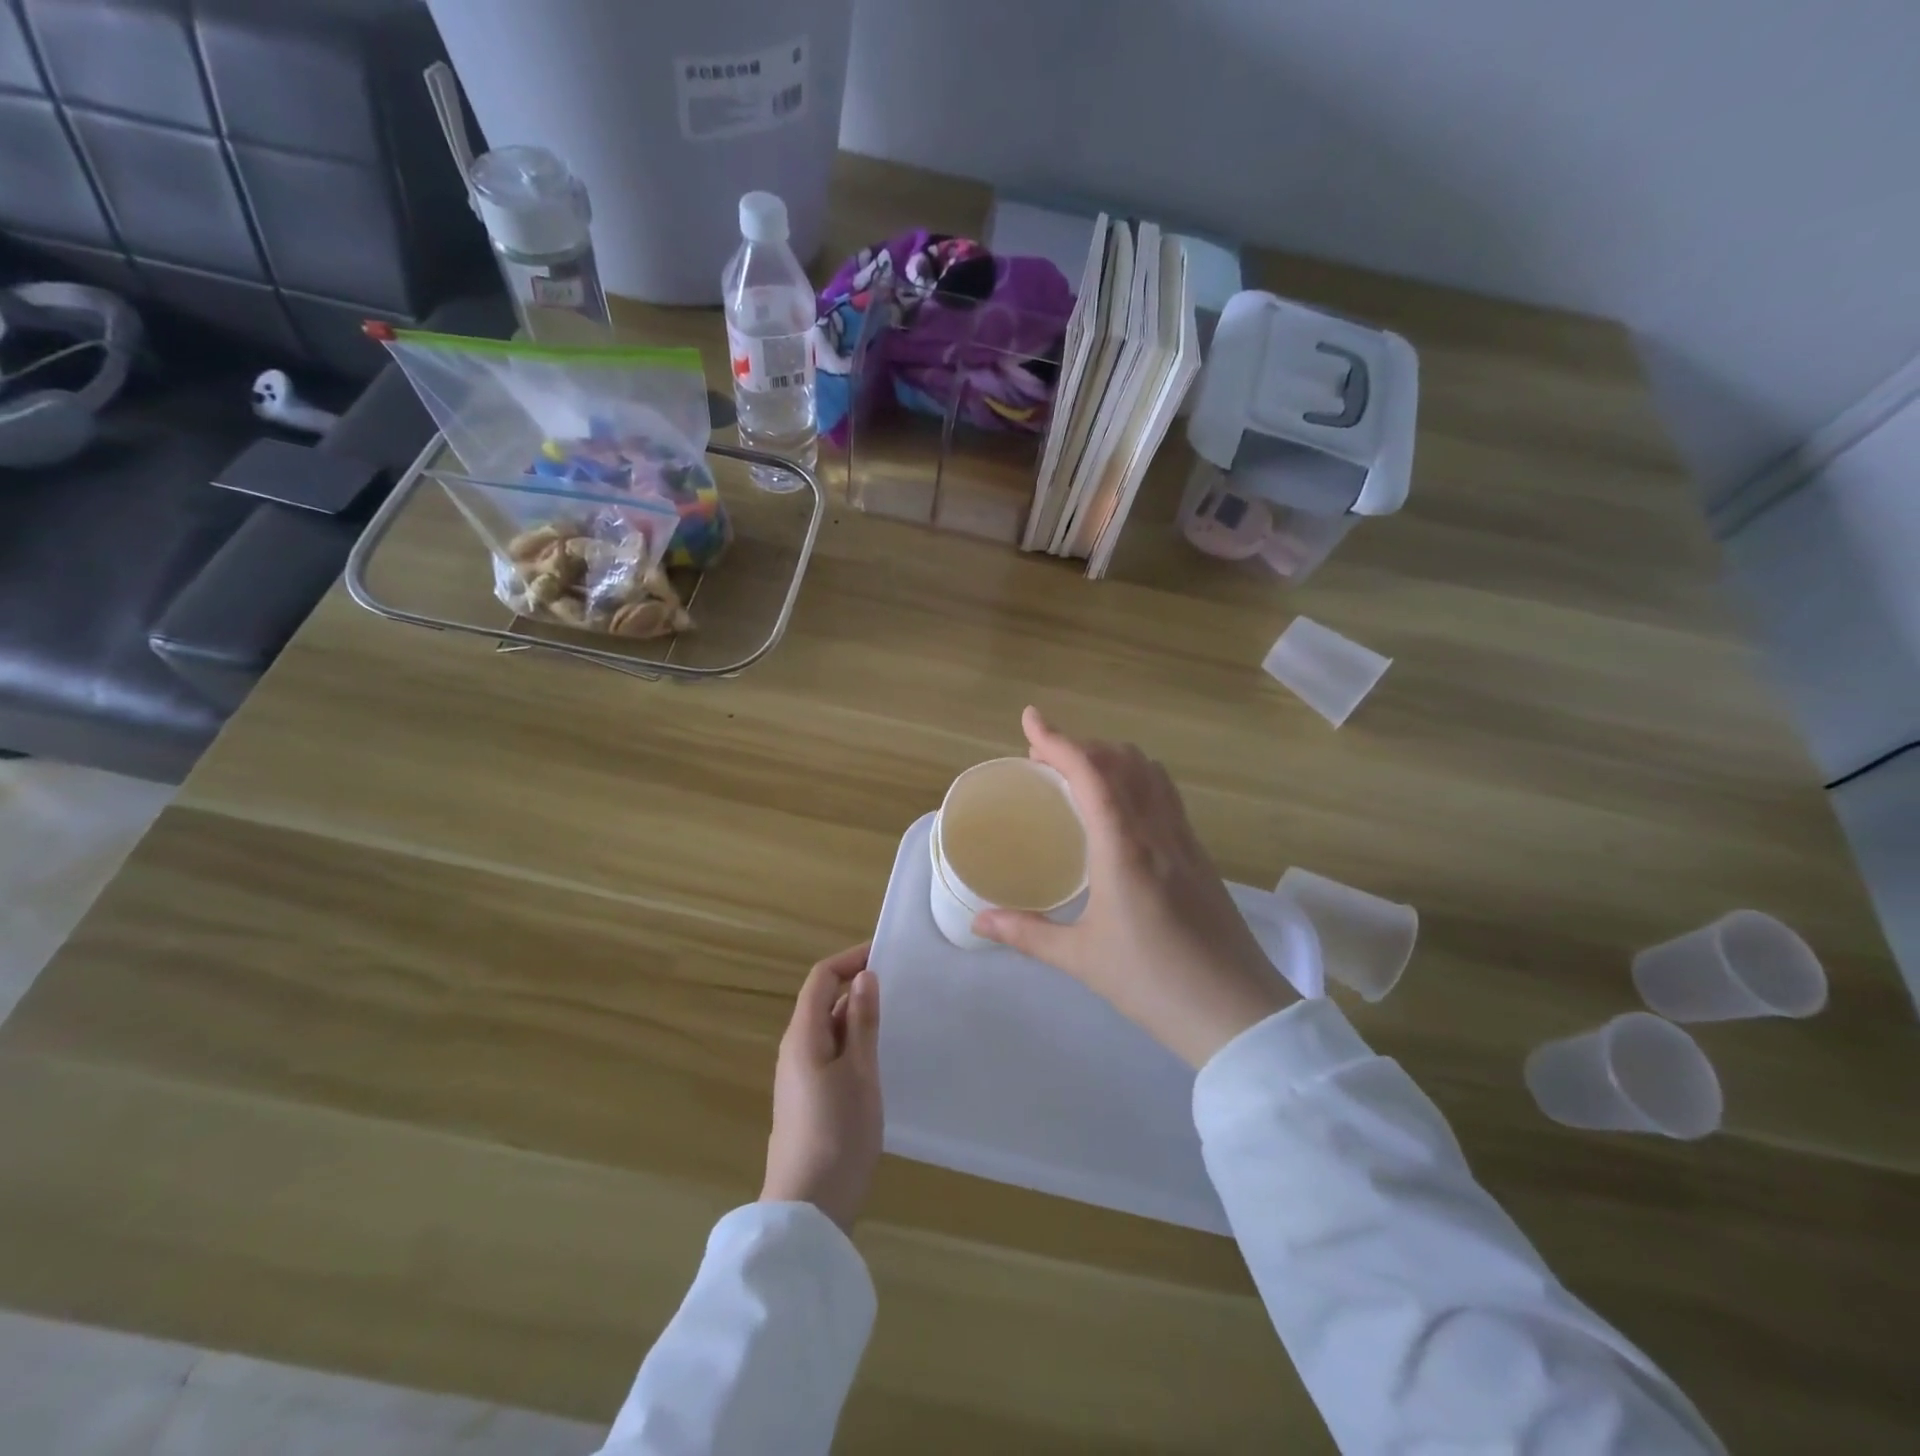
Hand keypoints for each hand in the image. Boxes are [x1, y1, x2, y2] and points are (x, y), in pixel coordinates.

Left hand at [760, 943, 882, 1231]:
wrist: (808, 1210)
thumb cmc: (837, 1133)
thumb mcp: (860, 1072)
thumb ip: (861, 1022)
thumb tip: (864, 976)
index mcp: (803, 1035)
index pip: (821, 978)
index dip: (850, 959)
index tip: (886, 955)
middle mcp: (795, 1049)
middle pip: (822, 1001)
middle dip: (856, 987)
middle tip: (900, 986)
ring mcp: (798, 1077)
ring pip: (827, 1029)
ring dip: (856, 1017)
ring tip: (895, 1018)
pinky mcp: (807, 1100)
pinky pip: (829, 1054)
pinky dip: (852, 1043)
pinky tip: (878, 1059)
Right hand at [975, 707, 1295, 1067]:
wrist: (1237, 1013)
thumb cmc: (1153, 984)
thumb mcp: (1081, 958)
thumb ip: (1027, 933)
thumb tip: (979, 920)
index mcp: (1124, 848)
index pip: (1091, 774)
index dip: (1058, 740)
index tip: (1030, 719)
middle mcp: (1158, 830)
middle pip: (1123, 760)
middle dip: (1081, 745)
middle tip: (1044, 759)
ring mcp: (1185, 840)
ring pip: (1151, 772)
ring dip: (1112, 757)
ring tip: (1079, 774)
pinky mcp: (1201, 855)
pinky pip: (1165, 795)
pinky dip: (1135, 778)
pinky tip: (1119, 808)